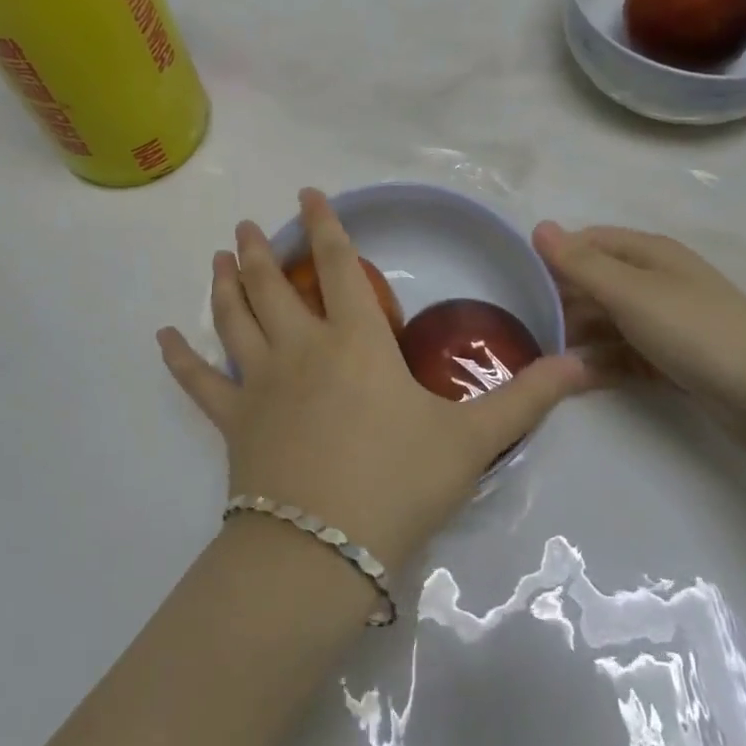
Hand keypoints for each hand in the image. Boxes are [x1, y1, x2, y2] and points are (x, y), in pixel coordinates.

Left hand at [159, 190, 591, 573]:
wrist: (323, 551)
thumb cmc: (399, 483)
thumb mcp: (472, 439)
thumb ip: (526, 399)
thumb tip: (583, 364)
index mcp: (355, 342)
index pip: (341, 267)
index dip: (327, 226)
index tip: (308, 194)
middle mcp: (301, 348)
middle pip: (274, 285)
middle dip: (261, 250)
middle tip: (244, 225)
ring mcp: (258, 383)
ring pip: (234, 319)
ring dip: (224, 285)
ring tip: (216, 258)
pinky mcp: (232, 422)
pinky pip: (199, 383)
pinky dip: (179, 359)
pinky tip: (161, 338)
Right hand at [532, 222, 745, 451]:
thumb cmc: (696, 331)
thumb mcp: (630, 293)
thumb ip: (581, 264)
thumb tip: (539, 226)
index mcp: (649, 253)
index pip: (589, 242)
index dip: (556, 258)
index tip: (520, 284)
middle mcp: (655, 281)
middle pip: (595, 283)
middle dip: (562, 302)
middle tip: (526, 328)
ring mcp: (664, 322)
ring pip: (606, 321)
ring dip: (577, 336)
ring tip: (542, 358)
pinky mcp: (670, 360)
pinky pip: (622, 354)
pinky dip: (599, 363)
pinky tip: (574, 378)